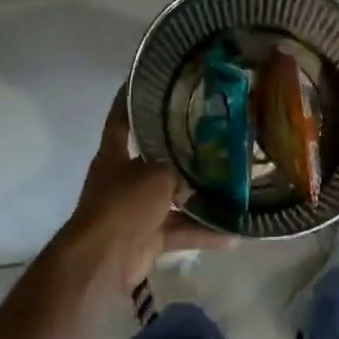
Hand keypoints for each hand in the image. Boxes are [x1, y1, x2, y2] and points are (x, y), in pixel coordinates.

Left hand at [52, 90, 226, 298]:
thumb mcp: (156, 174)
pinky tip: (234, 235)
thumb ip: (177, 168)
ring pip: (172, 198)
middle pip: (154, 159)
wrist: (104, 258)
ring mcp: (136, 210)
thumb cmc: (124, 204)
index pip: (122, 118)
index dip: (132, 99)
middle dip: (181, 153)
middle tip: (215, 137)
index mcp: (115, 155)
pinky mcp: (148, 238)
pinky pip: (180, 230)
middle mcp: (123, 179)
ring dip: (198, 198)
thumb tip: (196, 172)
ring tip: (233, 188)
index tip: (149, 80)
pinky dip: (203, 233)